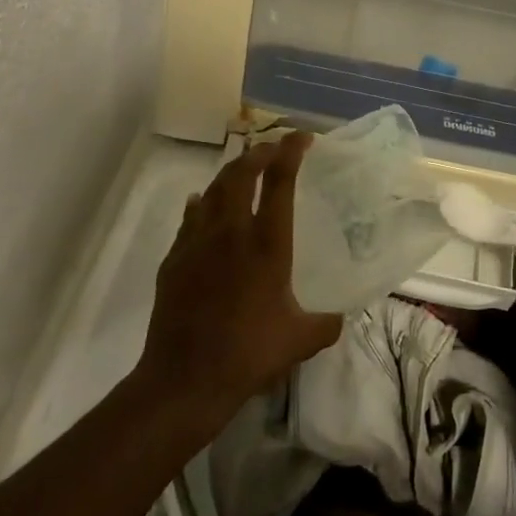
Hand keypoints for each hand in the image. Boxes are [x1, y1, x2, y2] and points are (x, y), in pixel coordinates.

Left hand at [137, 132, 341, 421]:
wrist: (185, 378)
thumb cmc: (249, 354)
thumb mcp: (300, 340)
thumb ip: (326, 323)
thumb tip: (341, 317)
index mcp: (267, 243)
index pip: (280, 181)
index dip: (291, 151)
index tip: (303, 137)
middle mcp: (231, 231)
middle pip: (241, 173)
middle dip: (258, 153)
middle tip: (272, 149)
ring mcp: (197, 242)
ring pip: (213, 190)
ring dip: (230, 173)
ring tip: (242, 170)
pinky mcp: (174, 258)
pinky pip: (190, 217)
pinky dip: (201, 204)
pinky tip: (202, 204)